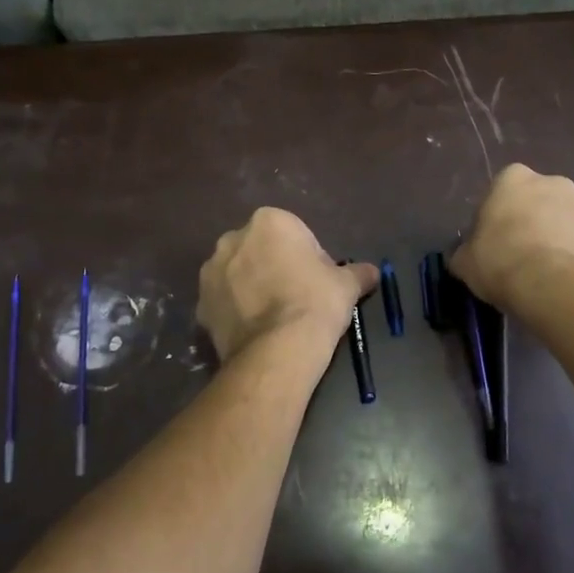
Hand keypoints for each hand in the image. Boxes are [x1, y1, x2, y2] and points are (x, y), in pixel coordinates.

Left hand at [197, 208, 377, 363]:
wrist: (278, 351)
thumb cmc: (315, 303)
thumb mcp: (346, 285)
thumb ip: (358, 273)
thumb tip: (373, 272)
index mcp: (269, 222)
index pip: (294, 234)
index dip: (308, 258)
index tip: (317, 282)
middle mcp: (233, 239)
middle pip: (261, 250)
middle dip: (274, 267)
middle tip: (296, 298)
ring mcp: (211, 272)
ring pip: (237, 275)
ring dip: (251, 288)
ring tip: (273, 318)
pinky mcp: (200, 305)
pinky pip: (224, 303)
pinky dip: (236, 312)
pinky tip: (255, 332)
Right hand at [451, 164, 573, 310]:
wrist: (555, 288)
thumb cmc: (501, 262)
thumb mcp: (465, 261)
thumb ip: (465, 252)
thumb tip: (465, 257)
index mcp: (514, 178)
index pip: (502, 189)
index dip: (496, 215)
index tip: (492, 240)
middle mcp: (555, 183)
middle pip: (538, 201)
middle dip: (531, 222)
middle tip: (518, 255)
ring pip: (566, 222)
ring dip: (556, 239)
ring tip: (544, 274)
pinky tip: (564, 283)